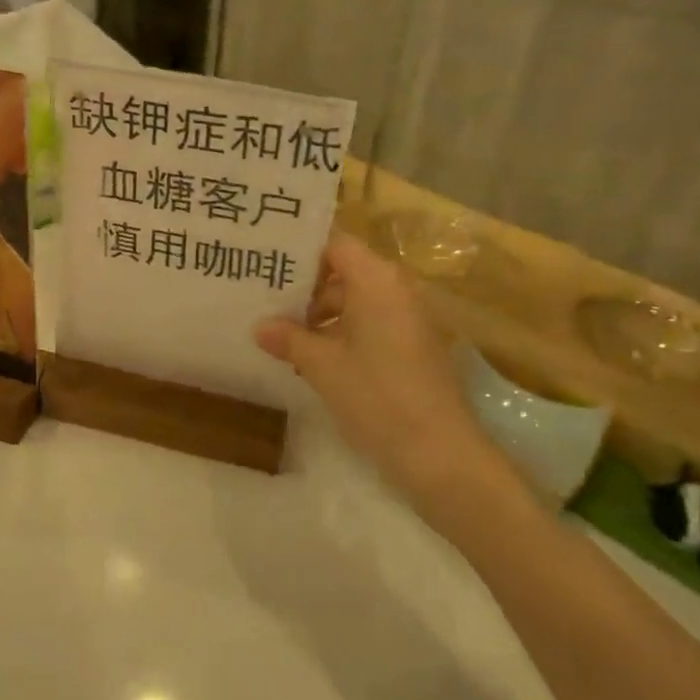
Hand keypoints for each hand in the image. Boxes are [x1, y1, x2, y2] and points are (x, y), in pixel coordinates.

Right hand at [255, 233, 495, 494]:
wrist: (440, 454)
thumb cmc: (376, 395)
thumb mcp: (322, 365)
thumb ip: (288, 338)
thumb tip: (260, 326)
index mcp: (377, 280)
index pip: (336, 246)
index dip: (303, 254)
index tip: (270, 268)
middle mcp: (398, 290)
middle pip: (346, 274)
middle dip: (307, 291)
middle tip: (267, 306)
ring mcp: (411, 320)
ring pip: (358, 303)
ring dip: (323, 318)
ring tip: (284, 339)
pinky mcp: (416, 348)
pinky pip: (374, 326)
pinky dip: (345, 336)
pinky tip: (315, 361)